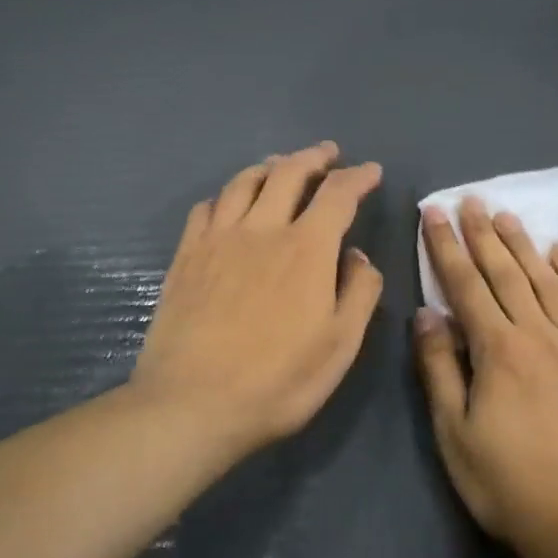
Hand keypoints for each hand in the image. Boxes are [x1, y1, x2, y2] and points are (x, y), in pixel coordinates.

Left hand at [132, 142, 383, 456]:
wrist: (192, 404)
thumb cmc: (277, 381)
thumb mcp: (340, 345)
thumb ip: (359, 293)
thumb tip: (359, 256)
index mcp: (306, 249)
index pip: (338, 194)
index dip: (358, 177)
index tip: (371, 171)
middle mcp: (261, 229)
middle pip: (288, 172)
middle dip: (314, 157)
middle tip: (328, 154)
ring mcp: (217, 239)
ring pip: (244, 182)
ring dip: (269, 166)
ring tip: (281, 165)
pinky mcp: (185, 256)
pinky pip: (206, 207)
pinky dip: (226, 195)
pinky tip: (229, 204)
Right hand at [415, 198, 557, 557]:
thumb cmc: (509, 484)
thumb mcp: (455, 433)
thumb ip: (439, 369)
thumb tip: (426, 313)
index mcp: (498, 350)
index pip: (466, 285)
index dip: (447, 247)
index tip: (435, 214)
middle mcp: (539, 334)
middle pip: (506, 273)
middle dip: (484, 234)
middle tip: (471, 199)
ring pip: (546, 281)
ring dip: (524, 245)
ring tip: (508, 215)